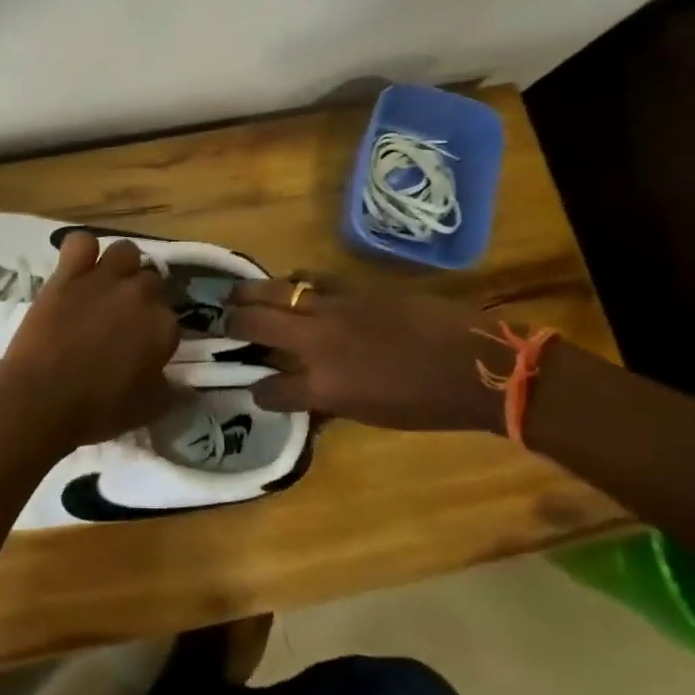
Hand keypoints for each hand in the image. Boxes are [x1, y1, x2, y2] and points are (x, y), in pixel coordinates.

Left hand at [0, 232, 181, 449]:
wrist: (41, 400)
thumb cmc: (97, 410)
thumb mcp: (147, 410)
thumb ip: (171, 392)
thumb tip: (184, 386)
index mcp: (163, 328)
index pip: (170, 317)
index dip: (156, 329)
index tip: (143, 344)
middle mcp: (139, 295)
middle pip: (151, 280)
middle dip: (142, 295)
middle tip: (123, 317)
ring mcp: (103, 279)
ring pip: (125, 251)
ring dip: (121, 265)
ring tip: (107, 284)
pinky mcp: (68, 274)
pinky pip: (81, 242)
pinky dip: (81, 250)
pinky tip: (77, 267)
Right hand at [227, 280, 509, 433]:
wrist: (473, 365)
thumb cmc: (427, 405)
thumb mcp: (371, 414)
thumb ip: (330, 399)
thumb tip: (307, 392)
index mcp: (323, 387)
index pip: (271, 389)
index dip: (260, 390)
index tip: (256, 388)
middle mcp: (317, 344)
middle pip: (257, 324)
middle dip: (233, 323)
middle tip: (221, 322)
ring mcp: (333, 310)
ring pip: (275, 291)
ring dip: (249, 292)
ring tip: (234, 293)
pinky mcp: (353, 289)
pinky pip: (310, 280)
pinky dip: (295, 283)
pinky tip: (291, 286)